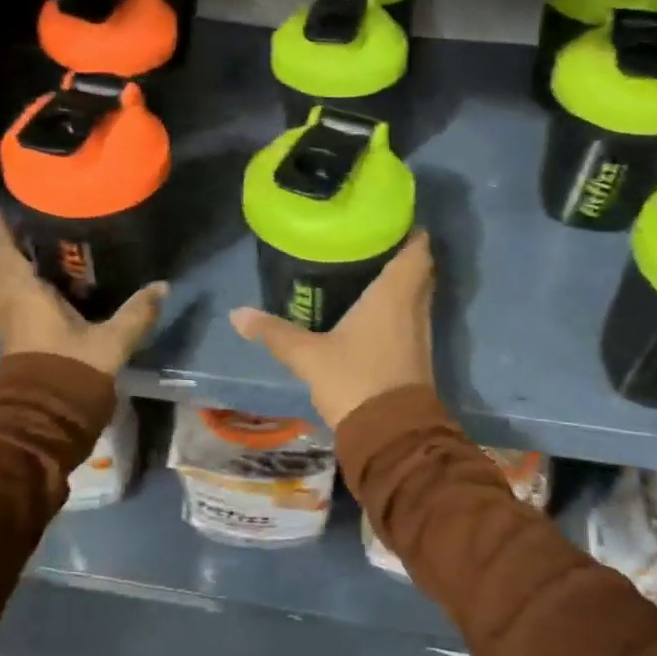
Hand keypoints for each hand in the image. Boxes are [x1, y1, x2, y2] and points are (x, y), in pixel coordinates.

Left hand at [0, 208, 166, 375]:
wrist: (45, 419)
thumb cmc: (71, 370)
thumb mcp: (111, 339)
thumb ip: (136, 312)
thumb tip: (163, 285)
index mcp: (23, 294)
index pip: (4, 252)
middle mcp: (7, 304)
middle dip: (6, 245)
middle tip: (23, 223)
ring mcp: (6, 324)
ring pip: (1, 285)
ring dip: (9, 266)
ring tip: (30, 249)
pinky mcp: (13, 341)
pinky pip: (8, 300)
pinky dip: (15, 285)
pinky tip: (37, 285)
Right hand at [229, 231, 435, 427]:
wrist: (390, 435)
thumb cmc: (354, 380)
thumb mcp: (307, 355)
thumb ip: (274, 331)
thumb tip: (236, 313)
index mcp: (395, 293)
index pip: (417, 249)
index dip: (409, 231)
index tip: (387, 220)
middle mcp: (414, 307)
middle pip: (420, 269)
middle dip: (400, 253)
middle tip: (369, 242)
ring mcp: (420, 333)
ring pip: (417, 294)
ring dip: (401, 281)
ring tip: (366, 269)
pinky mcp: (417, 355)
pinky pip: (411, 316)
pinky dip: (398, 306)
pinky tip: (370, 310)